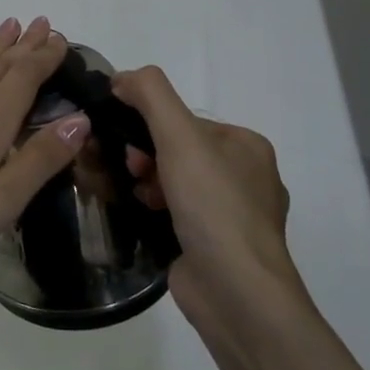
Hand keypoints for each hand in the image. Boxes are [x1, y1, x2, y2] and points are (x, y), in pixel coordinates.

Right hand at [110, 66, 304, 322]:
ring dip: (146, 182)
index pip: (184, 120)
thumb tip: (122, 77)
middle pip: (177, 150)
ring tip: (135, 196)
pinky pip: (175, 212)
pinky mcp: (214, 245)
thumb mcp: (181, 137)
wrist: (235, 292)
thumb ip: (151, 95)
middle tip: (130, 170)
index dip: (149, 126)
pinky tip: (140, 215)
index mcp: (247, 146)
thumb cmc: (213, 206)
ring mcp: (231, 215)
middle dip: (146, 156)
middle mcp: (245, 177)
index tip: (127, 143)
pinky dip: (154, 209)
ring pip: (174, 182)